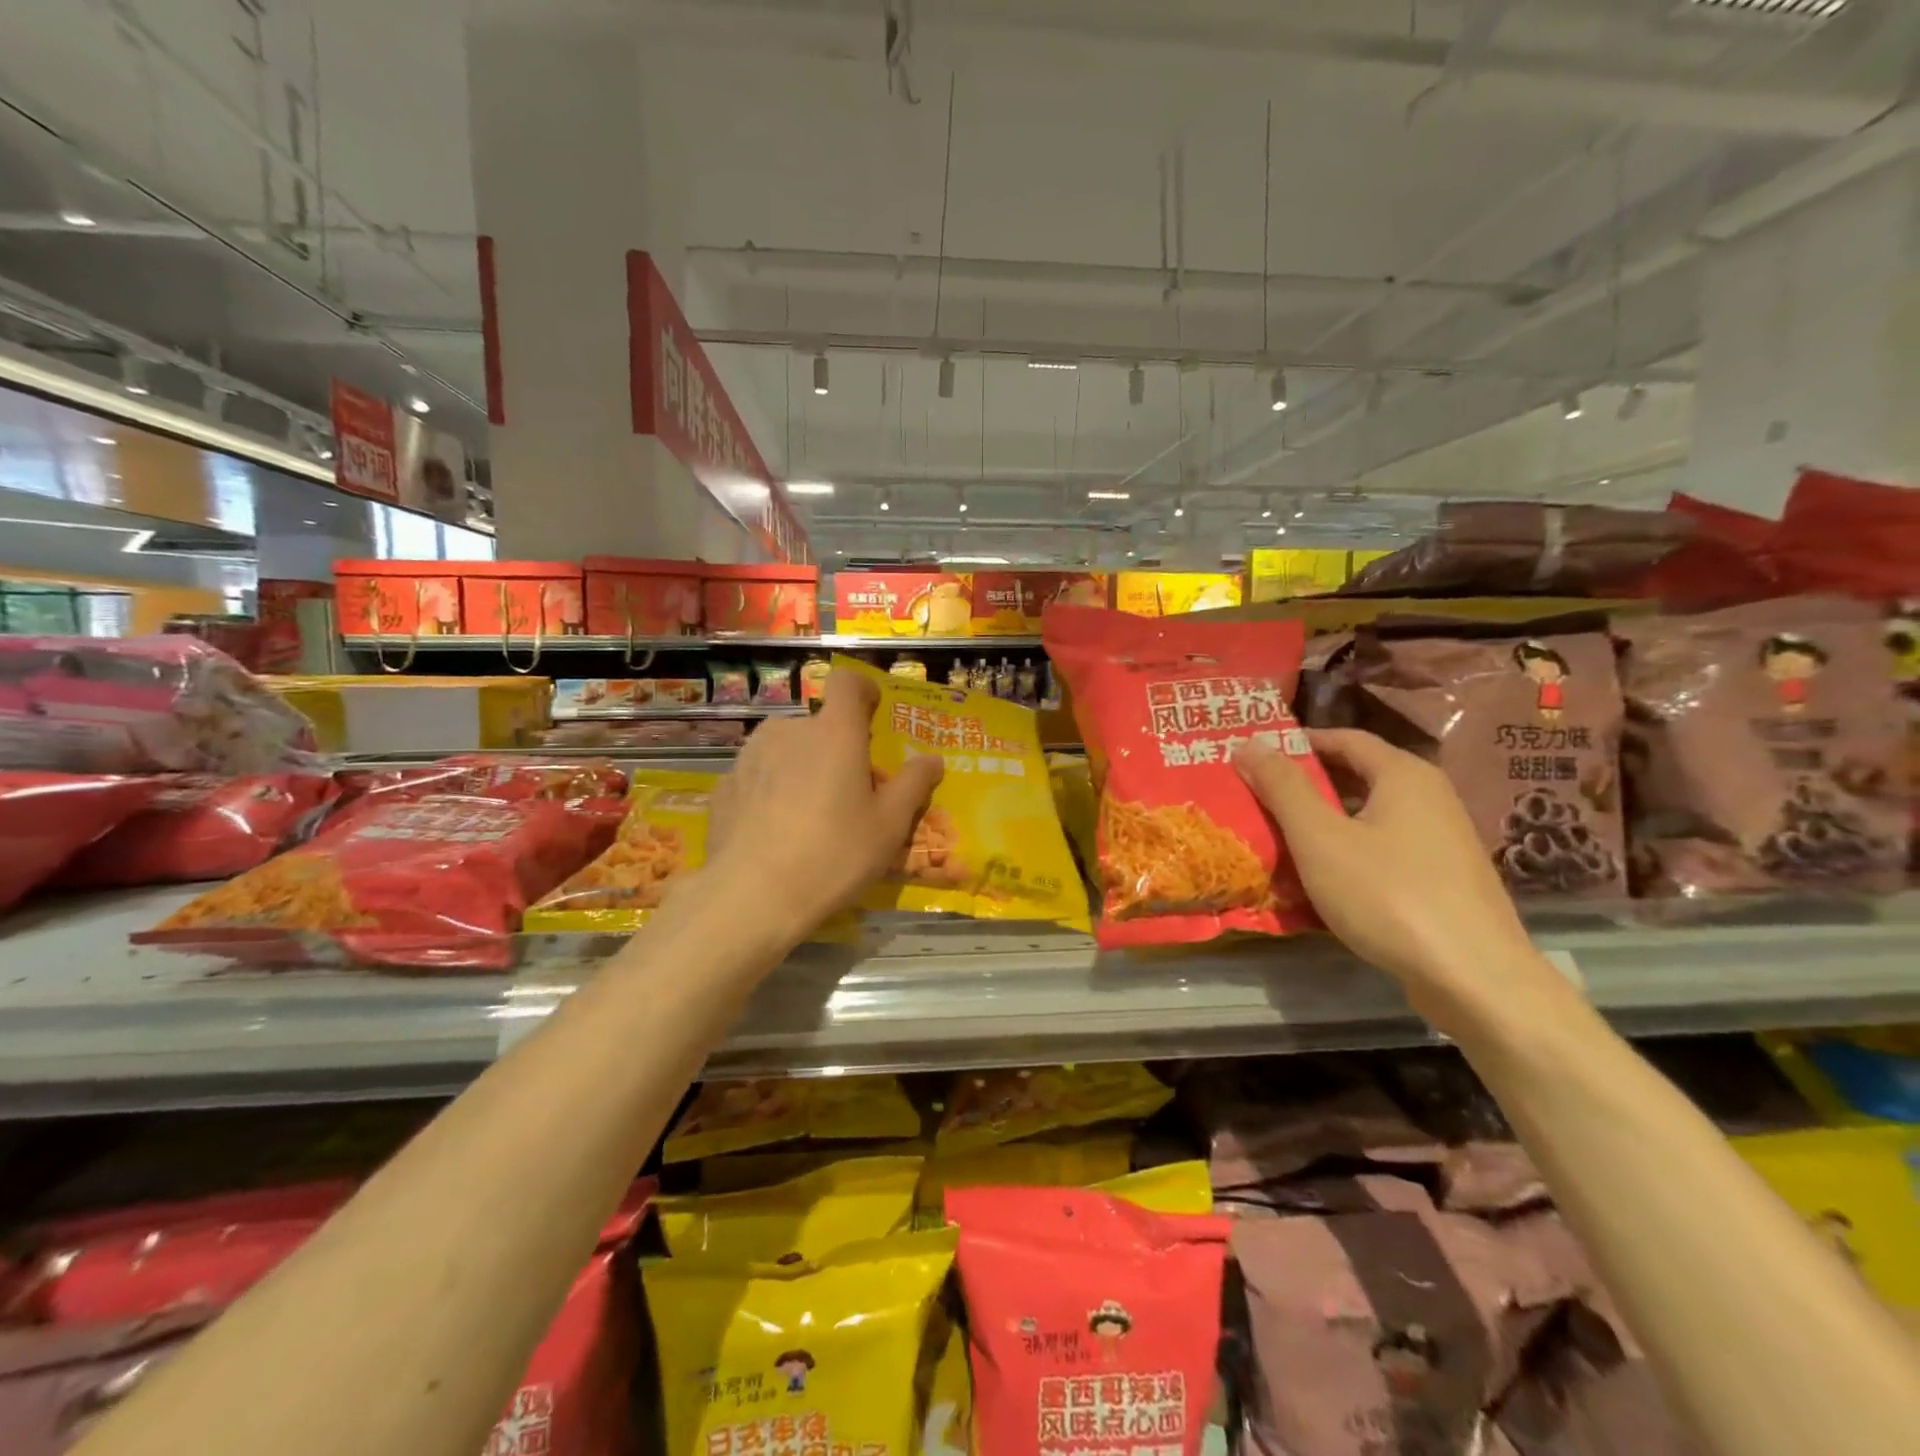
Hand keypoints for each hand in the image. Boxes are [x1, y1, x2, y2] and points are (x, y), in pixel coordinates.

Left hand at [708, 667, 942, 936]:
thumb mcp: (888, 826)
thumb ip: (913, 785)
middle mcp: (789, 730)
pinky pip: (759, 776)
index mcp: (834, 732)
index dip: (862, 690)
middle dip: (835, 748)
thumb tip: (932, 760)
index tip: (873, 714)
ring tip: (808, 816)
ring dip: (801, 768)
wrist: (750, 897)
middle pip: (819, 725)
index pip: (847, 681)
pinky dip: (771, 792)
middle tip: (847, 793)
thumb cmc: (833, 855)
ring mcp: (750, 756)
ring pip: (786, 749)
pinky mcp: (725, 785)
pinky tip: (775, 832)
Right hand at [1235, 729, 1559, 1029]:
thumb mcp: (1320, 838)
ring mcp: (1442, 840)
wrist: (1475, 979)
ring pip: (1369, 816)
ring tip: (1277, 837)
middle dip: (1305, 784)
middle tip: (1256, 795)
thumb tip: (1249, 743)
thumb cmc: (1389, 895)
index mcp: (1404, 775)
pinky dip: (1348, 851)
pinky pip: (1384, 849)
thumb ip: (1283, 788)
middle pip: (1357, 776)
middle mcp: (1430, 797)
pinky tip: (1321, 878)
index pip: (1344, 738)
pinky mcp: (1443, 879)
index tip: (1254, 755)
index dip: (1297, 743)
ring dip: (1323, 821)